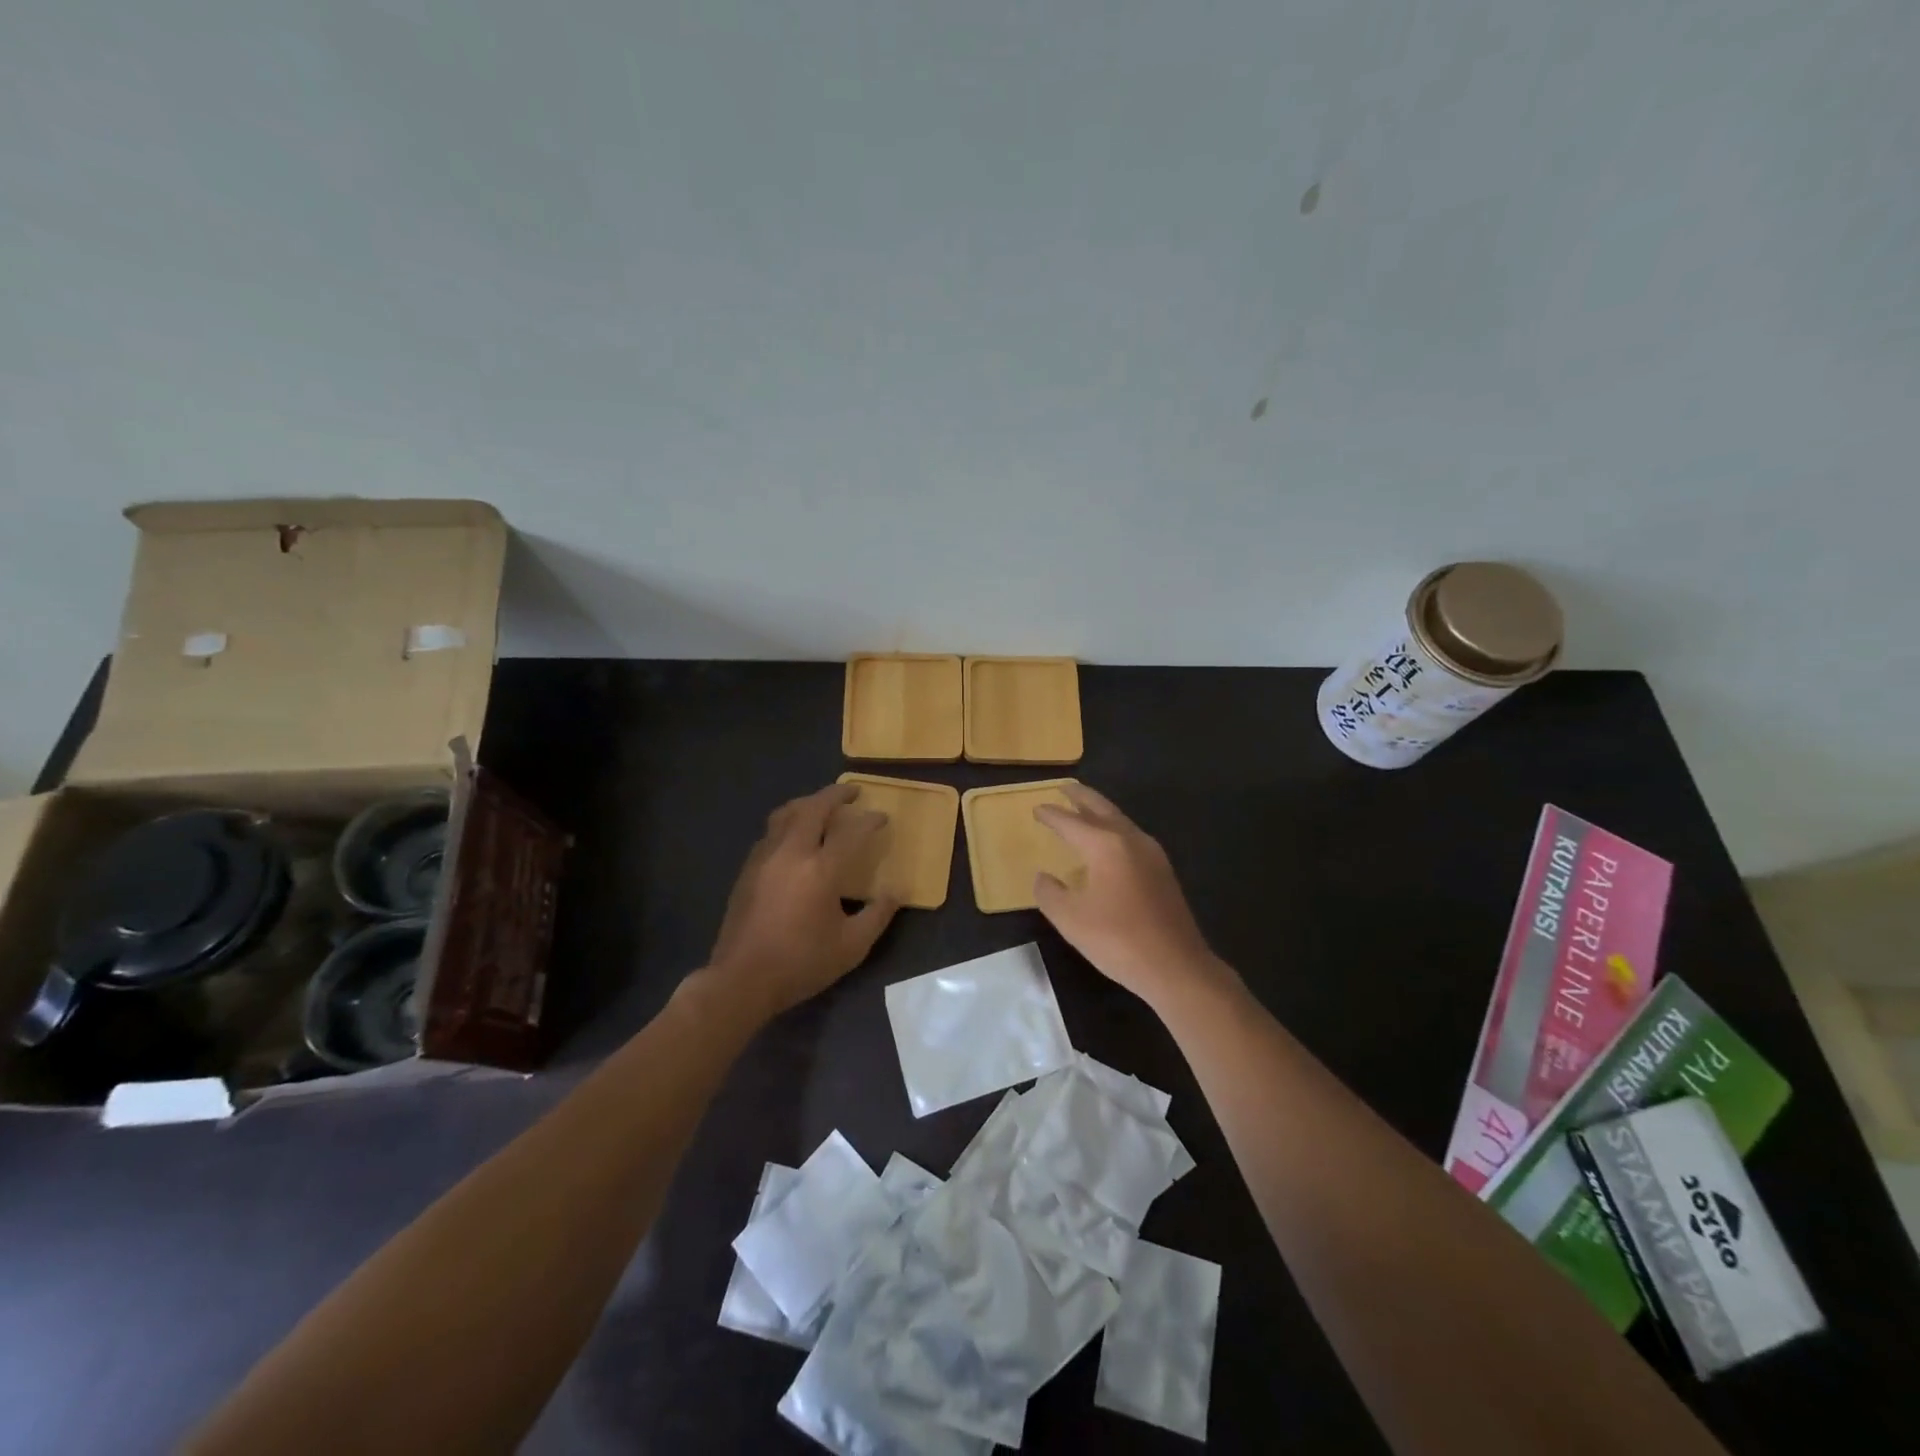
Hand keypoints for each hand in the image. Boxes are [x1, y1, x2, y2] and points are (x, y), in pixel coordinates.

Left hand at [705, 784, 898, 1021]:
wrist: (742, 980)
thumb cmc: (801, 963)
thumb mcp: (852, 946)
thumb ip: (878, 914)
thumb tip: (897, 891)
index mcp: (820, 870)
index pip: (852, 832)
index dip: (870, 821)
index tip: (882, 817)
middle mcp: (791, 853)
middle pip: (813, 807)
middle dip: (835, 794)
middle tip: (852, 791)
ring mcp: (764, 857)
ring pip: (786, 813)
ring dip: (808, 803)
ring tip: (822, 805)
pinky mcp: (747, 868)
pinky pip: (771, 831)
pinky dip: (789, 821)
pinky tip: (796, 836)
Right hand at [1033, 784, 1230, 1012]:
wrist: (1176, 967)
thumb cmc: (1118, 940)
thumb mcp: (1070, 919)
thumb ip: (1050, 893)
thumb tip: (1044, 877)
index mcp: (1105, 845)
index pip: (1071, 822)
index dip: (1051, 815)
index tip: (1036, 808)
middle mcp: (1131, 840)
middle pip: (1102, 809)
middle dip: (1082, 797)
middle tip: (1065, 787)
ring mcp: (1152, 854)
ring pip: (1121, 821)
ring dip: (1100, 811)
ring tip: (1084, 809)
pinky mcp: (1163, 872)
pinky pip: (1132, 837)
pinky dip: (1114, 830)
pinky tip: (1109, 844)